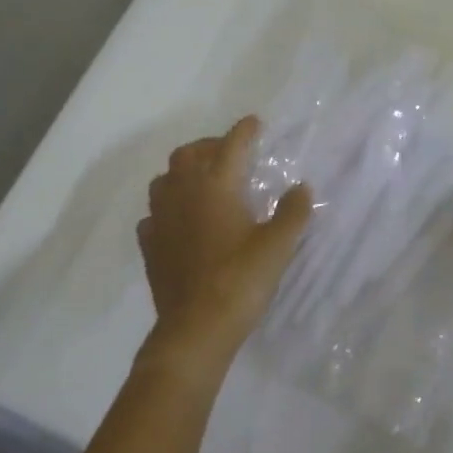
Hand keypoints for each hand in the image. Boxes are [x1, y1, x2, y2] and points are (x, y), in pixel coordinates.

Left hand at [136, 116, 311, 385]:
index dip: (245, 131)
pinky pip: (154, 212)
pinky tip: (180, 219)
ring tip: (203, 181)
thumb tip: (302, 187)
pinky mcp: (150, 244)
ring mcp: (161, 219)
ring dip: (184, 171)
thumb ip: (293, 213)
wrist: (195, 329)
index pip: (231, 146)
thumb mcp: (278, 247)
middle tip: (230, 152)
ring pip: (165, 179)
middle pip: (189, 154)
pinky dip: (168, 206)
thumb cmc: (240, 282)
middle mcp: (183, 193)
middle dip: (210, 145)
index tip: (255, 123)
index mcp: (216, 186)